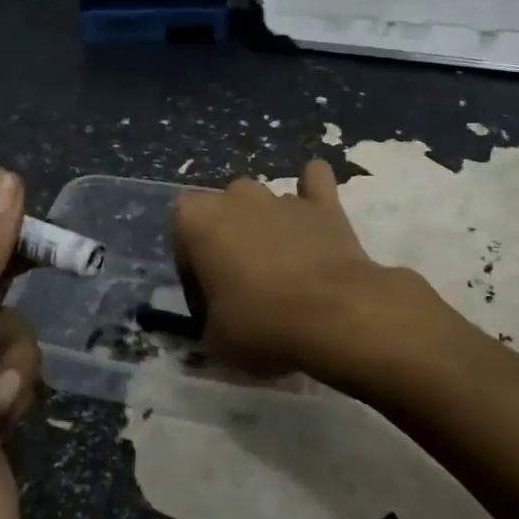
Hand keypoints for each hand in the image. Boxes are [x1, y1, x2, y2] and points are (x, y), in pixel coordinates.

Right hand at [174, 159, 416, 381]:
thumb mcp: (214, 337)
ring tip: (281, 266)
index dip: (193, 271)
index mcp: (197, 219)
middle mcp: (235, 196)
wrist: (335, 315)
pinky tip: (314, 213)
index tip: (209, 301)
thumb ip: (209, 315)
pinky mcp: (324, 203)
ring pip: (263, 200)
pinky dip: (312, 193)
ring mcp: (281, 196)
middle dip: (228, 239)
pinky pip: (314, 181)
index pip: (183, 238)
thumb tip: (220, 313)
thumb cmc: (261, 324)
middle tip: (242, 283)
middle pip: (223, 211)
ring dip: (265, 225)